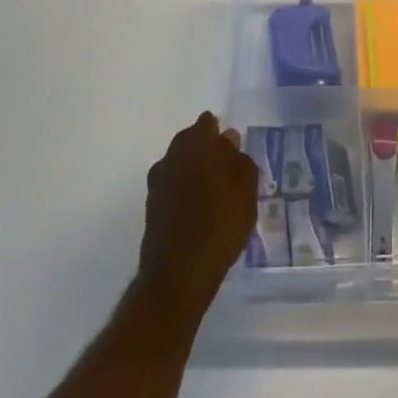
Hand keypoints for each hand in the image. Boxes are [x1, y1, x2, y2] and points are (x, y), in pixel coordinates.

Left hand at [136, 112, 258, 325]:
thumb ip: (241, 161)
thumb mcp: (246, 191)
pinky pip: (171, 186)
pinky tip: (196, 212)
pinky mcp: (151, 206)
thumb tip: (229, 141)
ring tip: (212, 195)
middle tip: (225, 173)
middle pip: (190, 140)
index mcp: (197, 143)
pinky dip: (182, 192)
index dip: (220, 134)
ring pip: (178, 163)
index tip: (232, 153)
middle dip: (205, 150)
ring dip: (192, 171)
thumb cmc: (219, 225)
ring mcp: (158, 180)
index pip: (207, 123)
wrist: (177, 275)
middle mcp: (173, 154)